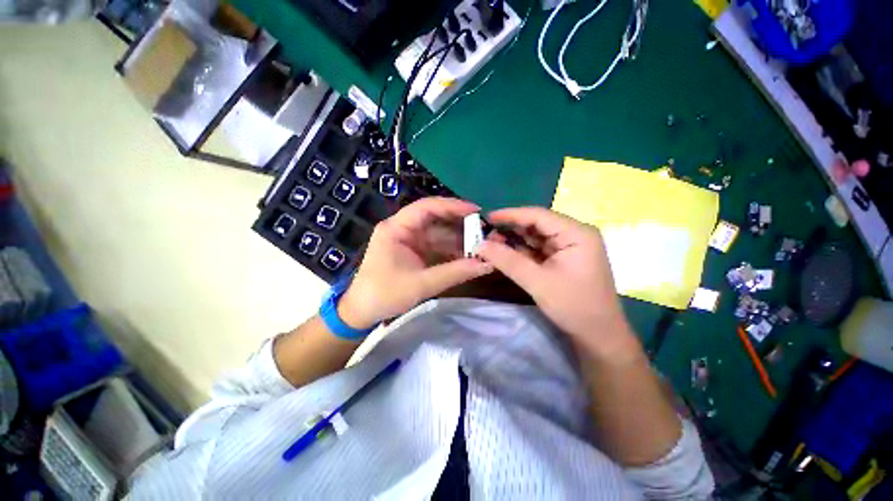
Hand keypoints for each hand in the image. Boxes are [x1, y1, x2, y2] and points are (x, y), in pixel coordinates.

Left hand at [338, 197, 493, 329]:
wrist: (362, 312)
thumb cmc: (385, 294)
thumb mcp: (421, 284)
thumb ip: (455, 273)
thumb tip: (487, 264)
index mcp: (397, 228)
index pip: (427, 207)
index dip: (453, 206)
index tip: (476, 211)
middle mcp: (403, 229)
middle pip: (435, 218)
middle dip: (460, 224)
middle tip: (484, 229)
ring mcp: (410, 241)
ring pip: (439, 233)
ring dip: (459, 239)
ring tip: (482, 243)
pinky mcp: (414, 252)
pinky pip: (437, 246)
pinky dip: (452, 250)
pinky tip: (469, 255)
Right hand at [477, 207, 637, 357]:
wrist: (599, 335)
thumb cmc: (573, 306)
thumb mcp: (537, 282)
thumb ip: (508, 261)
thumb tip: (480, 245)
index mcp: (576, 233)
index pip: (538, 215)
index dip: (511, 215)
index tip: (488, 217)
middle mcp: (575, 234)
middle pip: (537, 225)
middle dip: (511, 229)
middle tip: (486, 235)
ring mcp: (570, 247)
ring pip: (536, 237)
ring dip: (515, 241)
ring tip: (492, 244)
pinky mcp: (564, 259)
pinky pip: (539, 249)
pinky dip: (522, 251)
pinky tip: (506, 253)